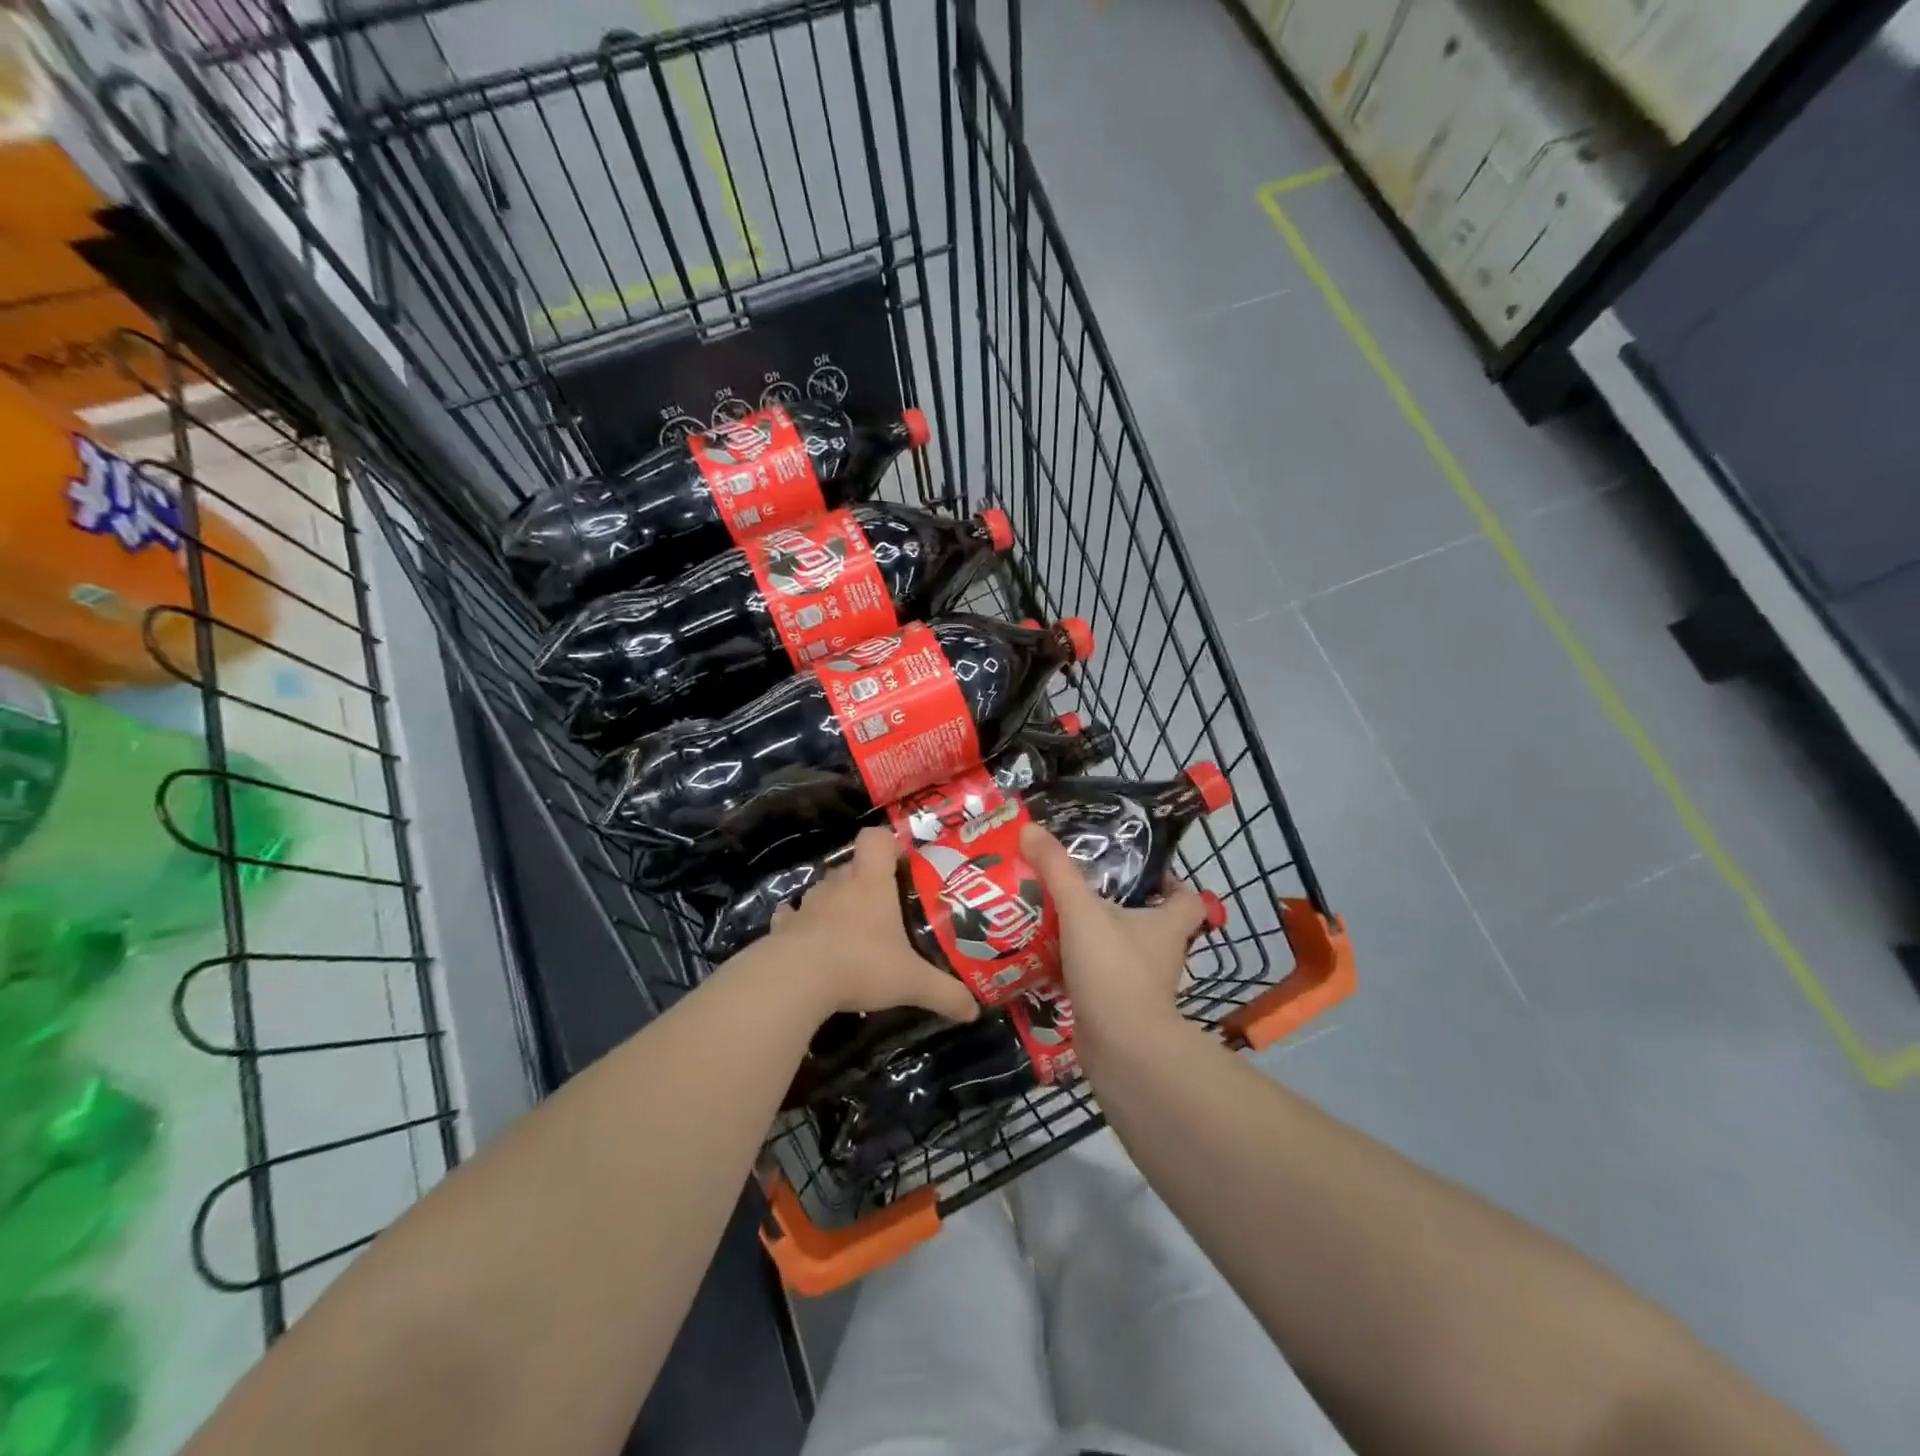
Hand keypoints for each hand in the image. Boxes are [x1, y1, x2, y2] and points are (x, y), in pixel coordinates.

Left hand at [765, 828, 980, 1024]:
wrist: (796, 980)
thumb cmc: (861, 964)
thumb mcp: (911, 982)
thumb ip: (944, 993)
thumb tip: (974, 1011)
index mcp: (870, 883)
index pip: (875, 838)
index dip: (888, 843)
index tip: (901, 862)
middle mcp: (838, 885)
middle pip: (851, 866)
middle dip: (866, 880)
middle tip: (885, 906)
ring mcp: (808, 904)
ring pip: (824, 890)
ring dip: (835, 902)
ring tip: (851, 929)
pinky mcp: (784, 927)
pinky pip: (794, 916)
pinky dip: (801, 924)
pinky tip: (809, 941)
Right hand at [1019, 822, 1205, 1056]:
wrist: (1121, 1049)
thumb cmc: (1114, 970)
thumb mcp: (1081, 910)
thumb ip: (1056, 870)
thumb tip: (1029, 827)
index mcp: (1167, 926)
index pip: (1187, 899)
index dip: (1171, 883)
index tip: (1141, 873)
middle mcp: (1161, 954)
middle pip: (1148, 923)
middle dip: (1118, 907)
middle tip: (1079, 889)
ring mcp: (1141, 984)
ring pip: (1119, 951)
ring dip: (1093, 938)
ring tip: (1054, 919)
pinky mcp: (1118, 1008)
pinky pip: (1097, 979)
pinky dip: (1077, 970)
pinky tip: (1045, 960)